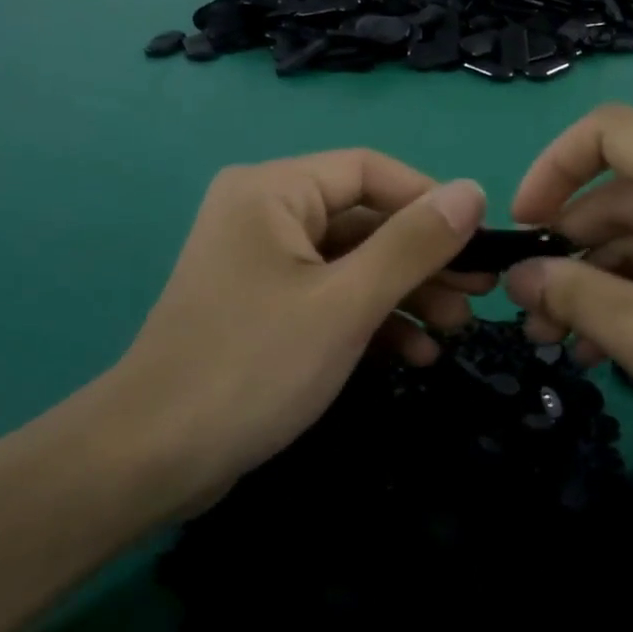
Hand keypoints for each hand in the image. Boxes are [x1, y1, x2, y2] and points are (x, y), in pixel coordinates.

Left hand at [97, 151, 487, 511]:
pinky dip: (373, 321)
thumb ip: (412, 244)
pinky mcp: (267, 310)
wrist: (152, 460)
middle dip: (424, 259)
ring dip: (407, 294)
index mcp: (274, 191)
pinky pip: (332, 298)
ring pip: (354, 264)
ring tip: (456, 328)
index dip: (429, 200)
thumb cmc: (253, 366)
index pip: (370, 171)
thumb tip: (473, 192)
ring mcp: (265, 266)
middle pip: (365, 220)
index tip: (480, 240)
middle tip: (480, 293)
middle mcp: (266, 215)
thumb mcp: (346, 303)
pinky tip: (416, 355)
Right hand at [503, 105, 632, 516]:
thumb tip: (519, 274)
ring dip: (606, 277)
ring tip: (567, 342)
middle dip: (572, 246)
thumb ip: (572, 294)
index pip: (606, 131)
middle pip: (627, 188)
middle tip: (534, 311)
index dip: (551, 171)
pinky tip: (617, 345)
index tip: (523, 229)